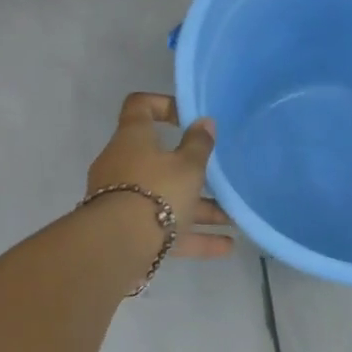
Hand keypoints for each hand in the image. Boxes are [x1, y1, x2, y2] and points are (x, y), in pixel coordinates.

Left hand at [86, 93, 234, 258]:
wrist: (118, 246)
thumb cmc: (157, 190)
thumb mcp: (188, 166)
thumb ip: (199, 144)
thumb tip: (204, 122)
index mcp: (133, 138)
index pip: (140, 106)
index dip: (163, 105)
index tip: (188, 118)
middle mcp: (123, 164)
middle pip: (160, 160)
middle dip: (193, 171)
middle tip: (218, 176)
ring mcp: (123, 199)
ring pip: (166, 198)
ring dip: (199, 208)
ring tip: (233, 218)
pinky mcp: (129, 231)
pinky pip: (165, 228)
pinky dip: (193, 235)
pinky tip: (226, 245)